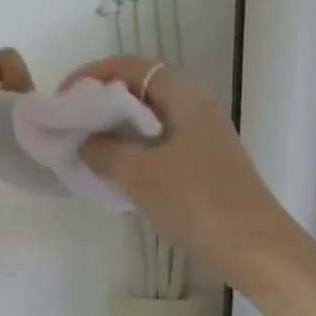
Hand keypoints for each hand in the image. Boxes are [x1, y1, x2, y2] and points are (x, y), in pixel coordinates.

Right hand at [66, 57, 284, 274]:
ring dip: (113, 130)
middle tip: (68, 124)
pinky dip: (130, 152)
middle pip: (139, 91)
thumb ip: (103, 150)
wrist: (252, 248)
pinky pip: (156, 146)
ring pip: (147, 121)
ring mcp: (200, 139)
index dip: (93, 76)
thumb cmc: (194, 199)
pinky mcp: (201, 166)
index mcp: (184, 96)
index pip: (131, 68)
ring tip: (82, 148)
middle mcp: (195, 109)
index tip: (63, 98)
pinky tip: (110, 173)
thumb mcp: (138, 172)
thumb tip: (85, 142)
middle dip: (100, 103)